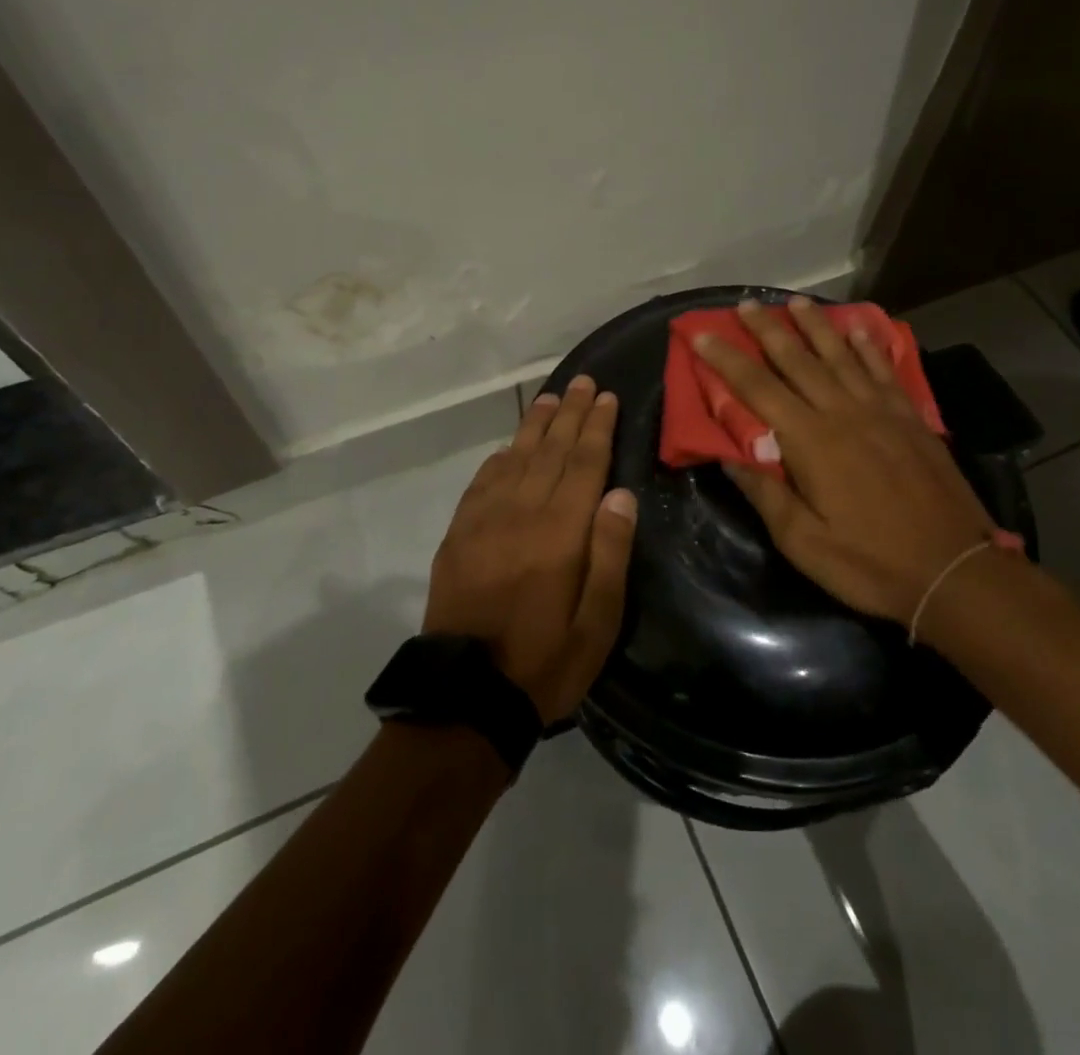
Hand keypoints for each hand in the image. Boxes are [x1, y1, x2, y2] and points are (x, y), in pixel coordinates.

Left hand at [424, 374, 636, 723]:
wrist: (465, 697)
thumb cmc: (545, 662)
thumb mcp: (597, 623)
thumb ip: (610, 554)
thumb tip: (620, 494)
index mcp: (560, 532)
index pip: (584, 463)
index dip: (597, 427)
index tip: (606, 397)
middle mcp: (522, 513)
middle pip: (550, 450)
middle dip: (570, 413)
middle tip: (583, 382)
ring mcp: (484, 521)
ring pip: (516, 458)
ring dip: (535, 425)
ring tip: (551, 398)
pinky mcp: (459, 535)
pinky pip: (483, 482)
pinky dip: (500, 458)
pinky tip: (510, 447)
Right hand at [696, 297, 1011, 625]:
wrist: (955, 570)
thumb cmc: (870, 562)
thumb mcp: (803, 542)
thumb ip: (765, 494)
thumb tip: (728, 456)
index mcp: (811, 441)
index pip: (758, 389)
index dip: (727, 359)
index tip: (702, 335)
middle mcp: (844, 413)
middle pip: (798, 360)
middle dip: (768, 330)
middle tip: (746, 304)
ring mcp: (882, 411)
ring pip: (841, 356)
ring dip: (816, 326)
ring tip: (796, 302)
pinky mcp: (911, 418)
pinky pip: (885, 370)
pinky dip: (869, 346)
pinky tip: (860, 328)